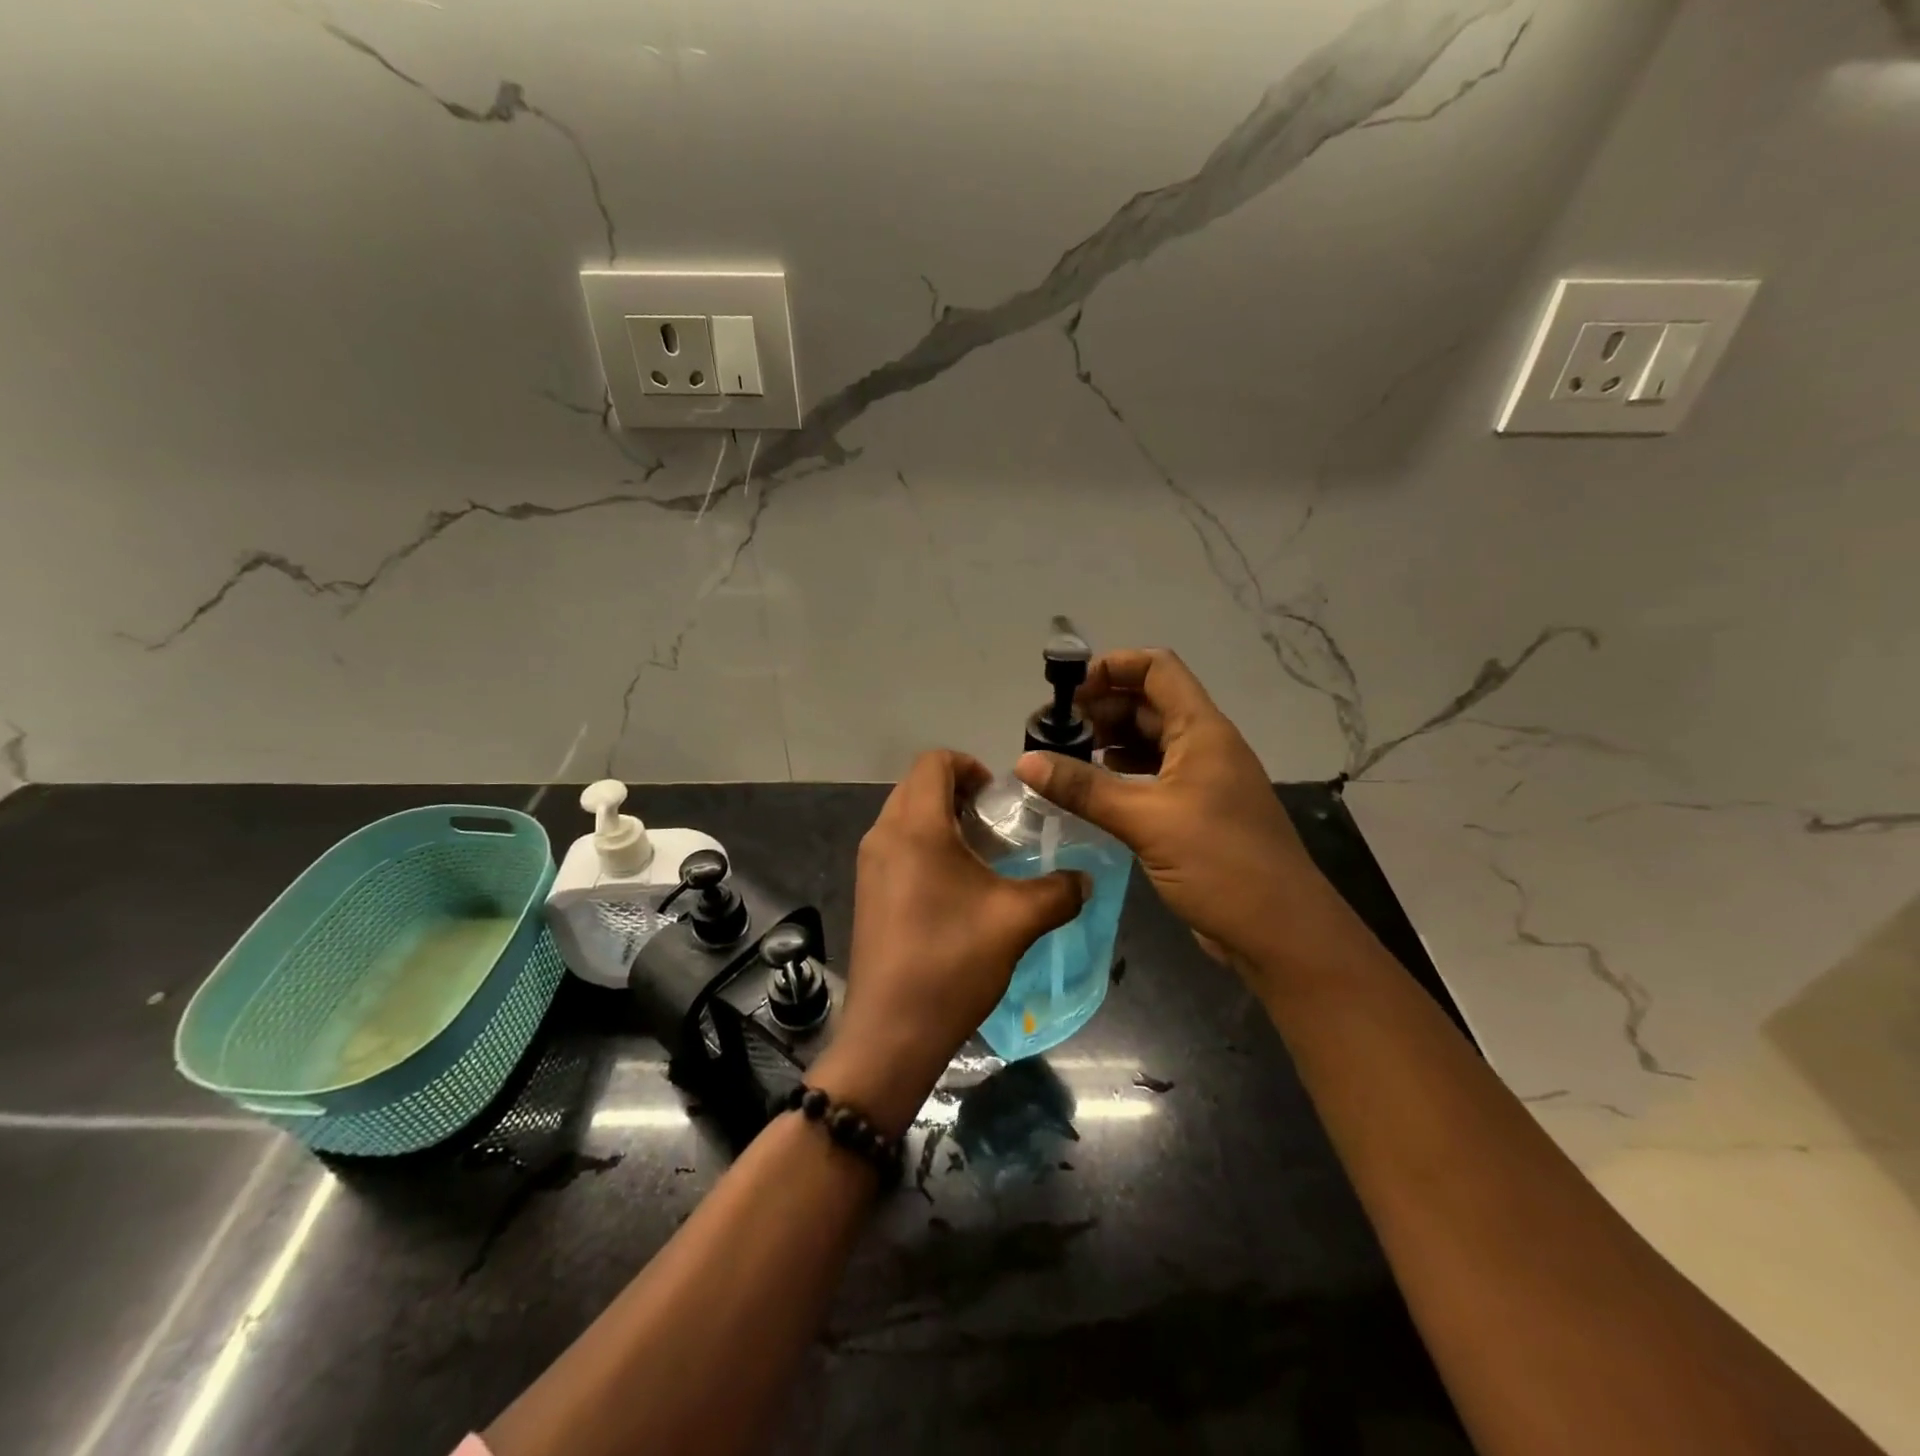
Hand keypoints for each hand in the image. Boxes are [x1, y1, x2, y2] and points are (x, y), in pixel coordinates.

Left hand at [811, 749, 1088, 1133]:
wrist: (891, 1032)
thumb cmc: (952, 962)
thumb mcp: (1017, 921)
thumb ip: (1059, 891)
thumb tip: (1085, 880)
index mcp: (915, 827)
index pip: (934, 761)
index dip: (970, 765)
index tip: (1000, 798)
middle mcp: (883, 835)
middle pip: (918, 786)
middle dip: (959, 793)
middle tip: (997, 825)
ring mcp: (869, 865)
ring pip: (905, 817)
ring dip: (942, 821)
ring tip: (982, 857)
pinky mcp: (867, 892)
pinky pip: (897, 846)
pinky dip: (925, 847)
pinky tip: (956, 888)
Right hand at [1015, 648, 1350, 981]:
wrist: (1280, 932)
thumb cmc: (1220, 863)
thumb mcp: (1146, 821)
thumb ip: (1084, 789)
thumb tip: (1024, 761)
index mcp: (1201, 731)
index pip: (1157, 669)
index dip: (1112, 667)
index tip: (1067, 692)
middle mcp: (1203, 746)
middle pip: (1148, 704)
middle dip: (1101, 708)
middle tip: (1053, 733)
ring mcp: (1202, 781)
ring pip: (1149, 742)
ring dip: (1108, 742)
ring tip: (1064, 758)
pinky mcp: (1195, 813)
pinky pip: (1152, 777)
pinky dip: (1120, 774)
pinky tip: (1093, 789)